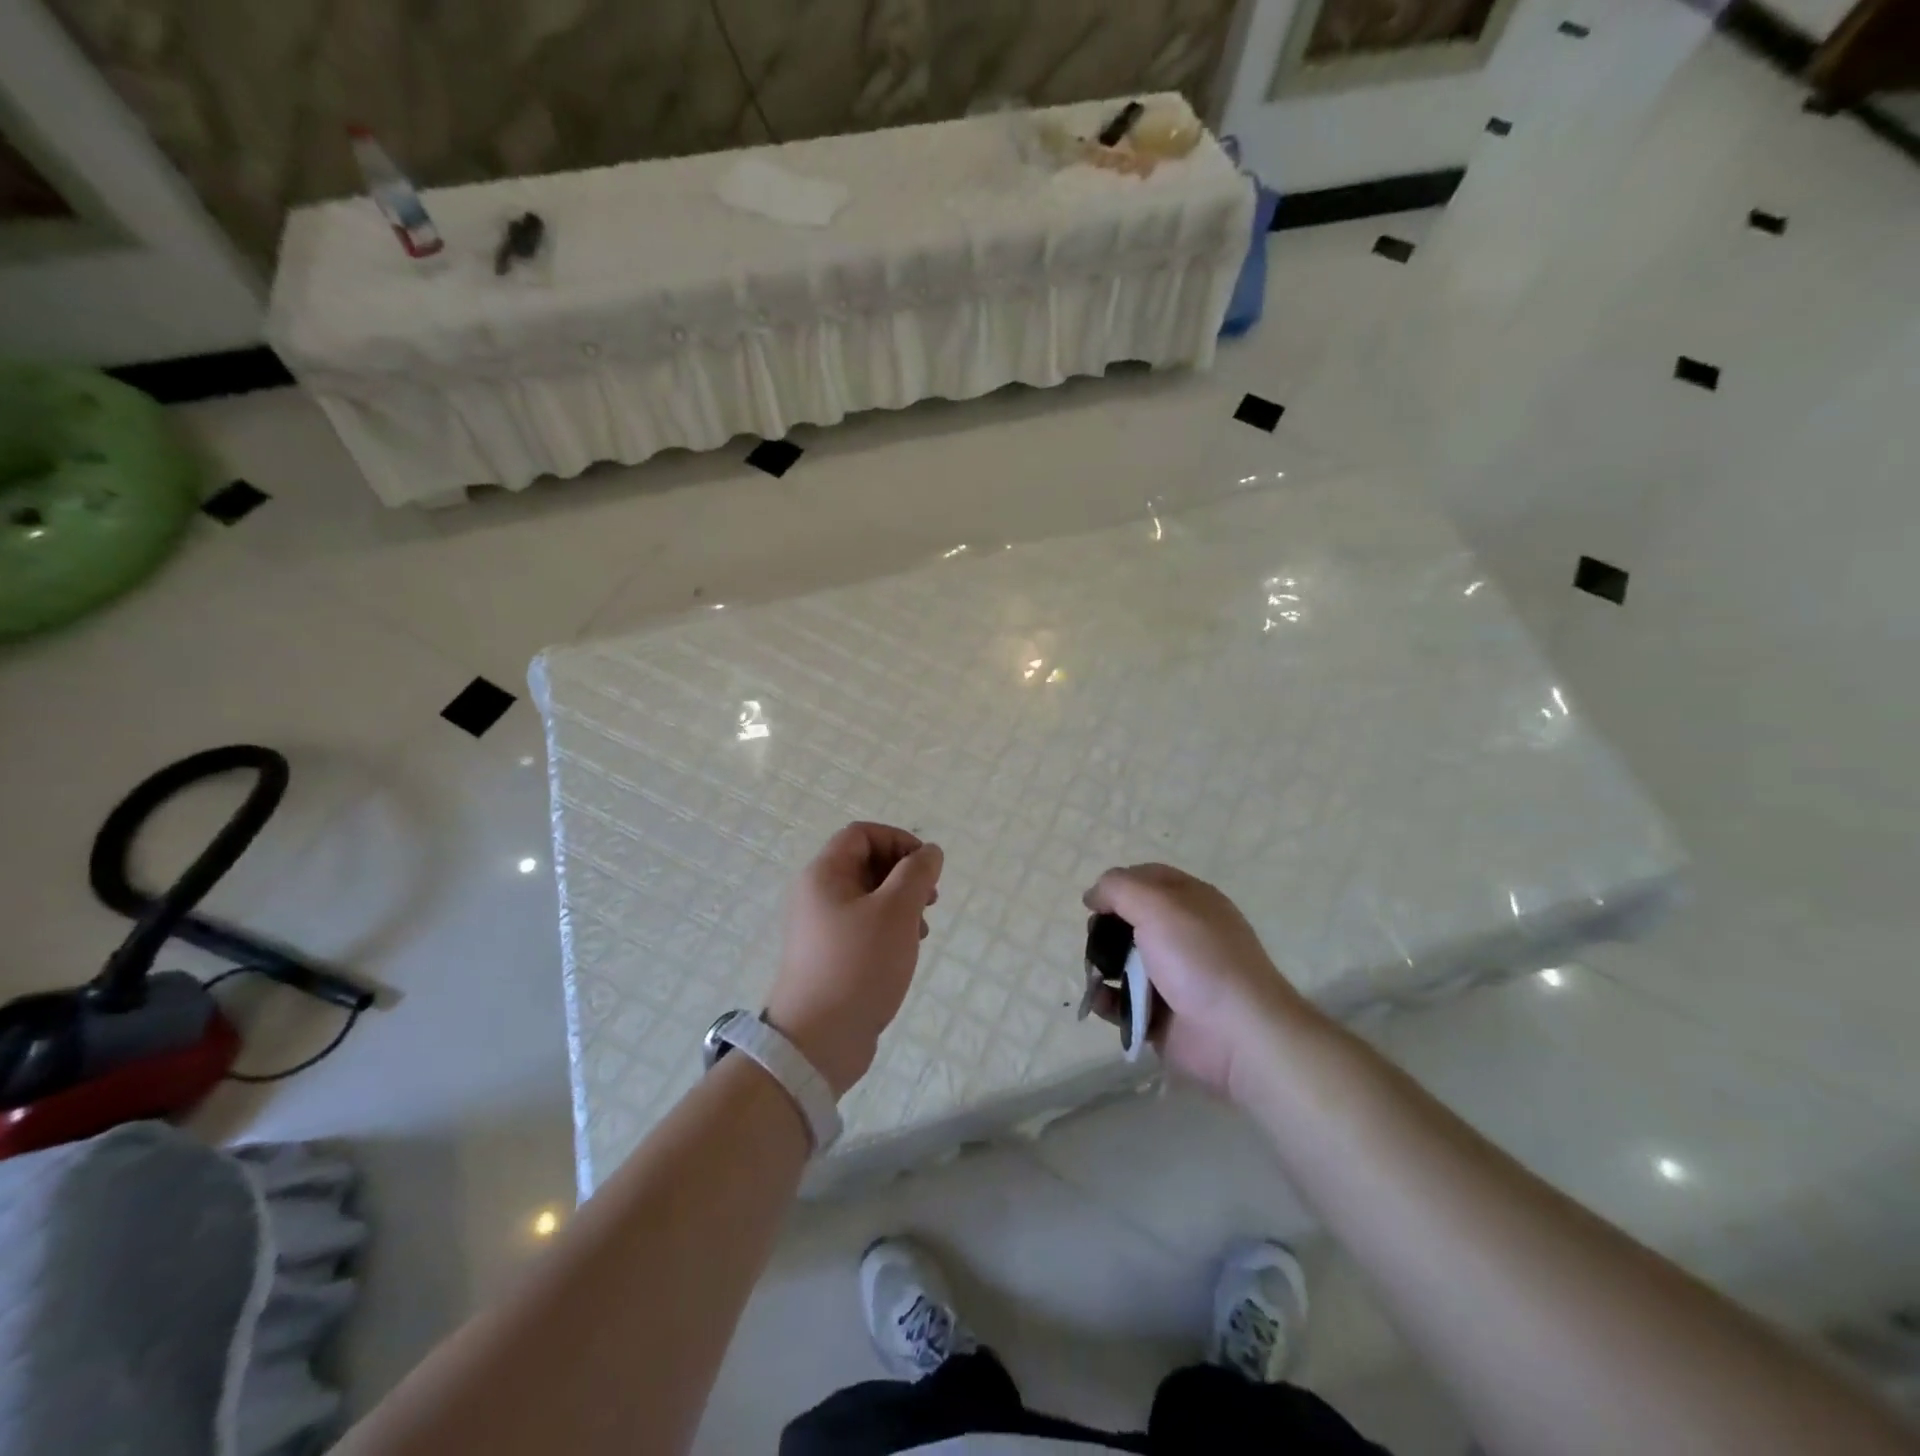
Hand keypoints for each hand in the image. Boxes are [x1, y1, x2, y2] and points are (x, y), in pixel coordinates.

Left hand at [766, 822, 943, 1096]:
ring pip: (867, 896)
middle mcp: (816, 894)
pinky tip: (905, 950)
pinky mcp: (828, 956)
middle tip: (930, 898)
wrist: (817, 1041)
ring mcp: (819, 927)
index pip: (862, 834)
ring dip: (900, 903)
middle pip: (865, 863)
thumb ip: (917, 874)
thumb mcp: (896, 912)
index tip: (927, 867)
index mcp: (823, 874)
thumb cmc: (858, 965)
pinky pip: (861, 926)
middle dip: (903, 874)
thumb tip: (930, 851)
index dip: (899, 840)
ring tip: (922, 928)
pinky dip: (887, 928)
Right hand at [1083, 864, 1310, 1103]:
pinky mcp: (1162, 1013)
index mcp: (1191, 901)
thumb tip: (1093, 895)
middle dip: (1105, 928)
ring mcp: (1173, 976)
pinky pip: (1124, 1001)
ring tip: (1096, 975)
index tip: (1093, 903)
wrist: (1237, 1035)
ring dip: (1102, 965)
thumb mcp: (1157, 905)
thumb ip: (1118, 888)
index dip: (1117, 885)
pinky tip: (1101, 1000)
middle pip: (1130, 920)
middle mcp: (1183, 935)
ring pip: (1124, 961)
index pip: (1147, 879)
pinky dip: (1108, 1000)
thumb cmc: (1198, 959)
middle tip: (1095, 941)